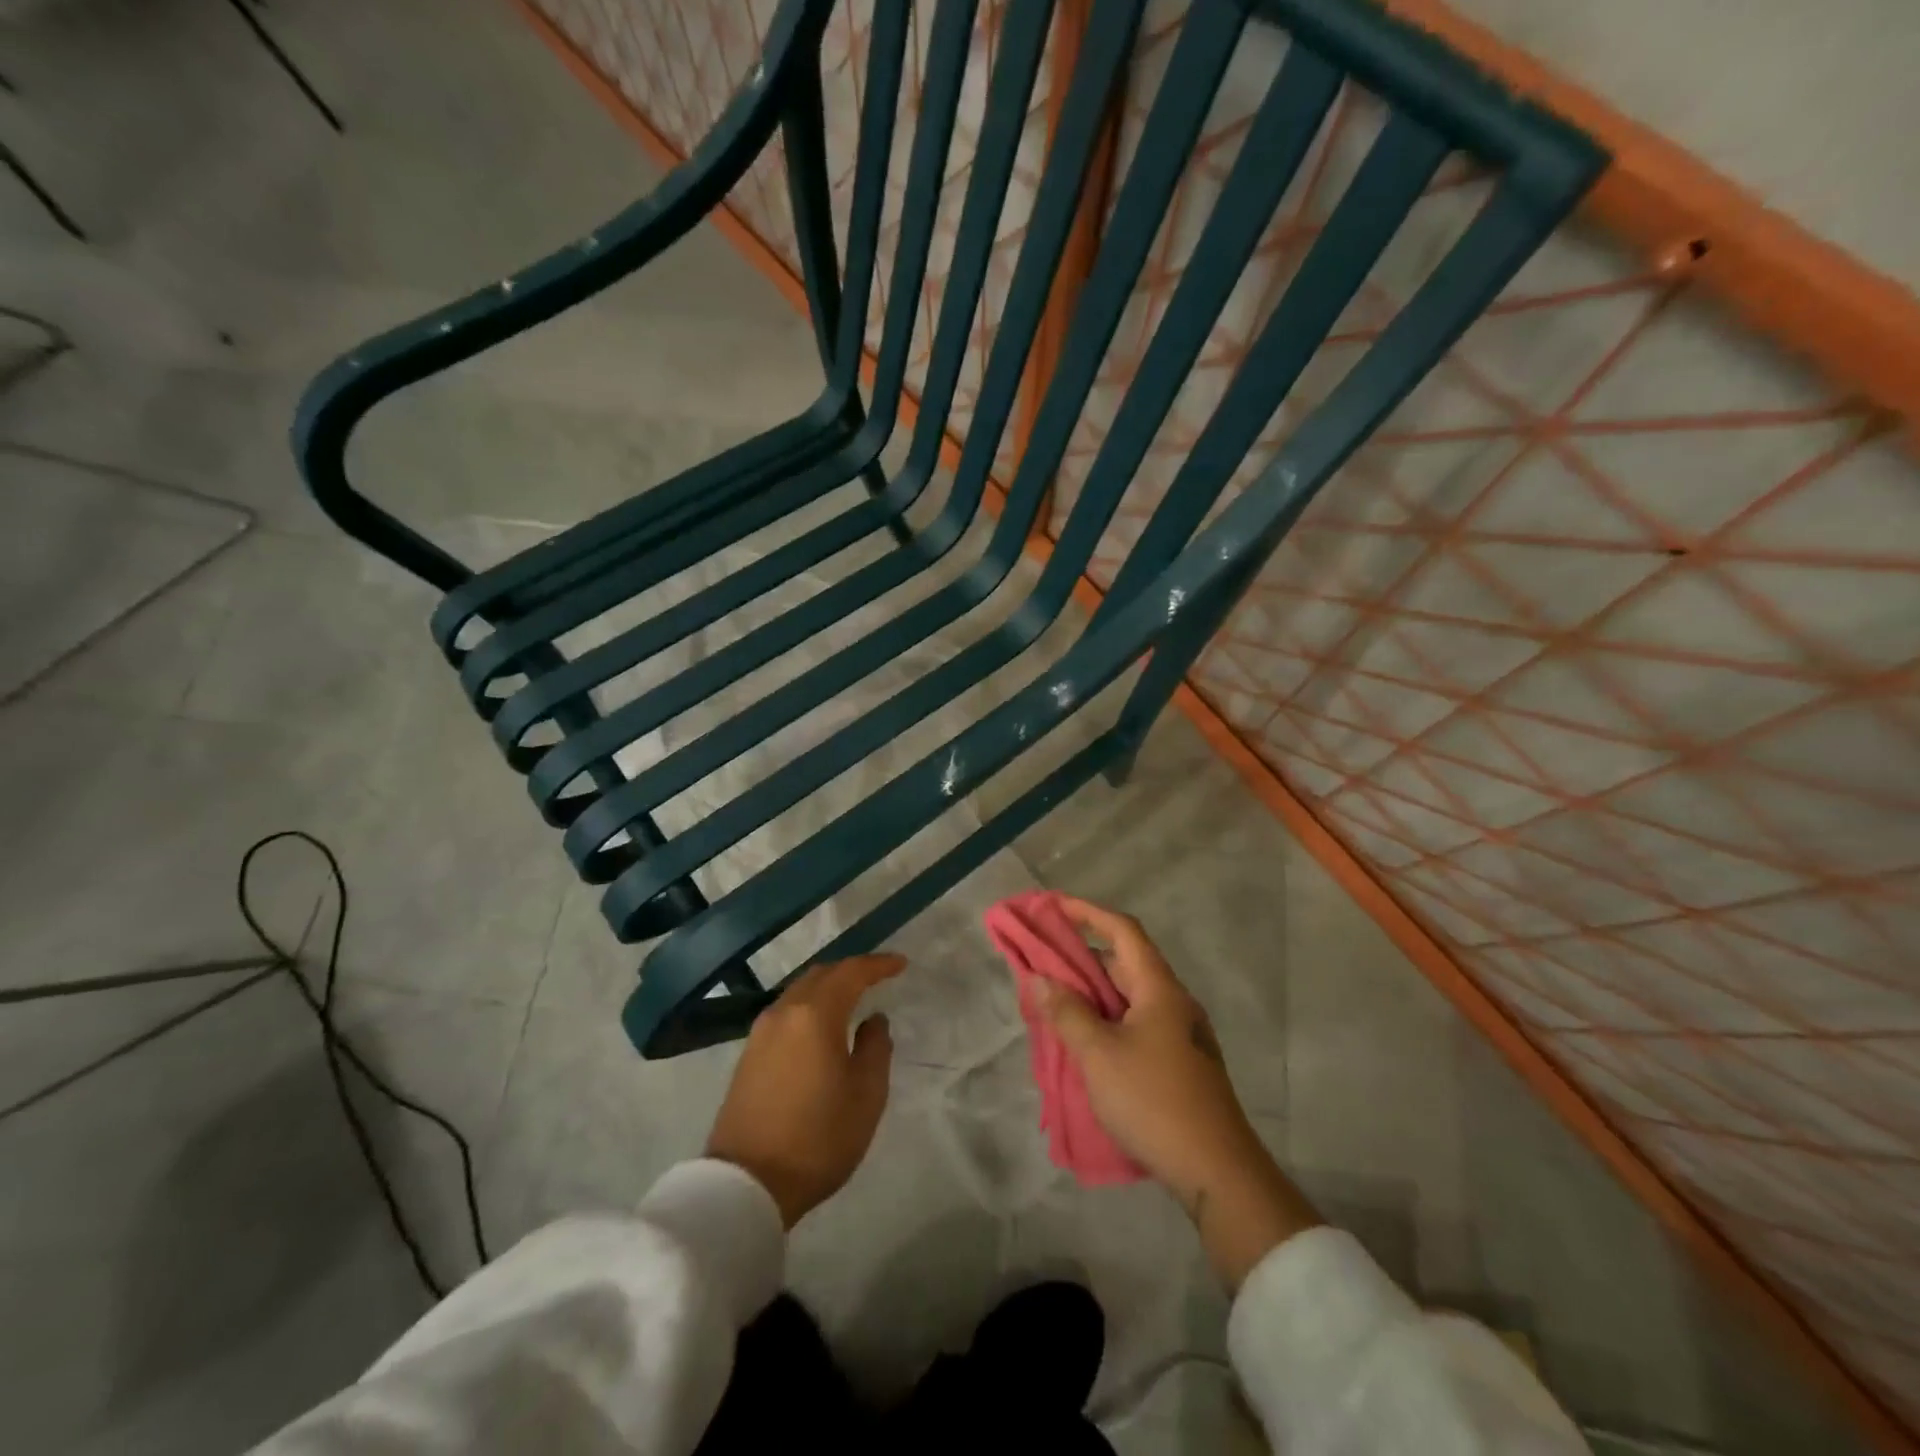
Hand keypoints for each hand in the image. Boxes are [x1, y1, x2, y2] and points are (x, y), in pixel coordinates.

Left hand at [706, 954, 903, 1227]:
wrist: (746, 1185)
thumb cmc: (817, 1138)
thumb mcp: (866, 1095)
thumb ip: (876, 1048)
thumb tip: (873, 1020)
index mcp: (814, 1015)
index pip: (850, 973)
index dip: (878, 964)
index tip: (901, 964)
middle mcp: (784, 1012)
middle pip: (820, 975)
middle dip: (850, 971)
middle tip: (877, 978)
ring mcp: (760, 1033)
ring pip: (799, 992)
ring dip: (827, 988)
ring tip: (852, 999)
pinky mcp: (748, 1055)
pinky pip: (786, 1013)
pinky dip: (809, 1007)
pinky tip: (821, 1026)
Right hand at [1035, 898, 1317, 1286]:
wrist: (1217, 1171)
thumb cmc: (1154, 1101)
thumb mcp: (1099, 1054)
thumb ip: (1067, 1012)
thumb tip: (1039, 978)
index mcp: (1159, 988)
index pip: (1123, 930)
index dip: (1088, 912)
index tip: (1054, 906)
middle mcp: (1173, 1002)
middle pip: (1125, 962)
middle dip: (1083, 956)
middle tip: (1044, 962)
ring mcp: (1180, 1034)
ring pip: (1130, 997)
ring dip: (1093, 993)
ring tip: (1055, 1001)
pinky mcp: (1179, 1063)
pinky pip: (1136, 1024)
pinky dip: (1107, 1019)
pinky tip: (1084, 1041)